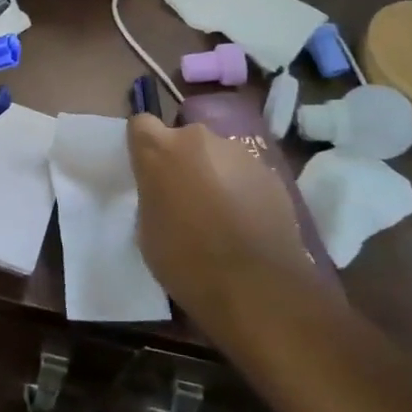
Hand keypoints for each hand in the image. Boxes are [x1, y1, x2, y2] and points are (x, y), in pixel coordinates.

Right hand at [126, 113, 325, 340]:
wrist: (257, 287)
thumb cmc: (187, 262)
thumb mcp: (147, 231)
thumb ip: (152, 197)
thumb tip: (165, 193)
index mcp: (159, 150)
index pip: (140, 124)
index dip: (143, 146)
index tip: (147, 171)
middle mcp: (198, 138)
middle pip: (183, 139)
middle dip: (182, 161)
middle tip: (186, 198)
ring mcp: (239, 152)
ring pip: (217, 155)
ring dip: (214, 174)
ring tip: (222, 214)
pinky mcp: (270, 172)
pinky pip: (245, 174)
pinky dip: (242, 190)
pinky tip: (247, 224)